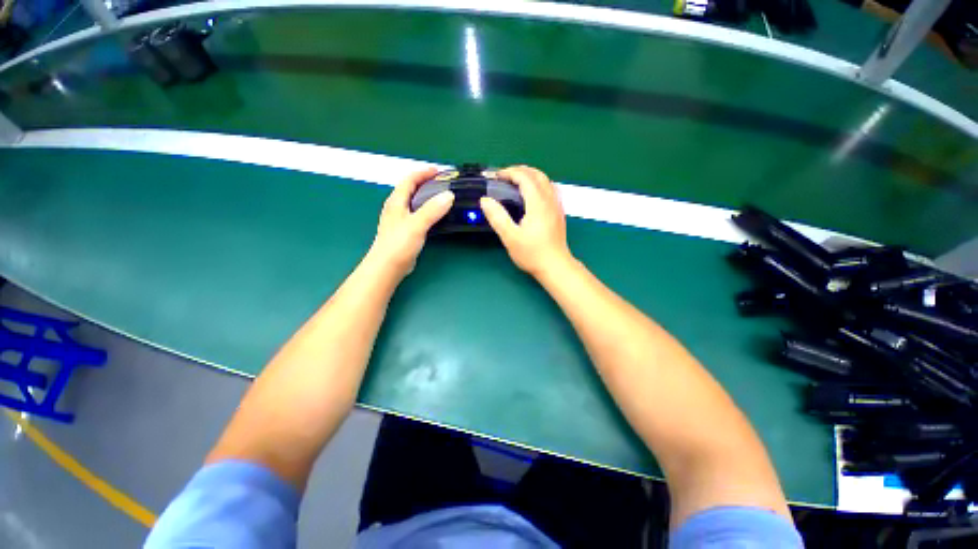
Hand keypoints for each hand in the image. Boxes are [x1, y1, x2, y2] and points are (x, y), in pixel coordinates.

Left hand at [370, 167, 453, 278]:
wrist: (388, 266)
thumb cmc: (398, 244)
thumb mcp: (416, 224)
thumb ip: (432, 210)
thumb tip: (449, 195)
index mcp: (396, 201)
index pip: (409, 180)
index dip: (423, 173)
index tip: (440, 171)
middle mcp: (397, 207)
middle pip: (411, 189)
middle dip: (427, 183)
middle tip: (444, 185)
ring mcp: (400, 219)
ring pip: (415, 202)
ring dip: (427, 197)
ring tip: (443, 198)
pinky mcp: (405, 230)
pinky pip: (418, 214)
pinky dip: (428, 210)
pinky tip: (436, 216)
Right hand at [479, 165, 573, 277]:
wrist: (555, 266)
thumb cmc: (532, 253)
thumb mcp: (510, 237)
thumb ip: (497, 217)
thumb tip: (485, 200)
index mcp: (538, 204)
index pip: (525, 178)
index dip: (510, 172)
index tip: (496, 176)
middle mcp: (550, 200)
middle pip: (538, 174)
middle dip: (520, 170)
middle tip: (505, 176)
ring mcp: (557, 206)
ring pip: (546, 180)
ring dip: (531, 175)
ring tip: (516, 182)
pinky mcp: (559, 213)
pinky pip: (550, 189)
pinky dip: (539, 183)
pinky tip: (533, 193)